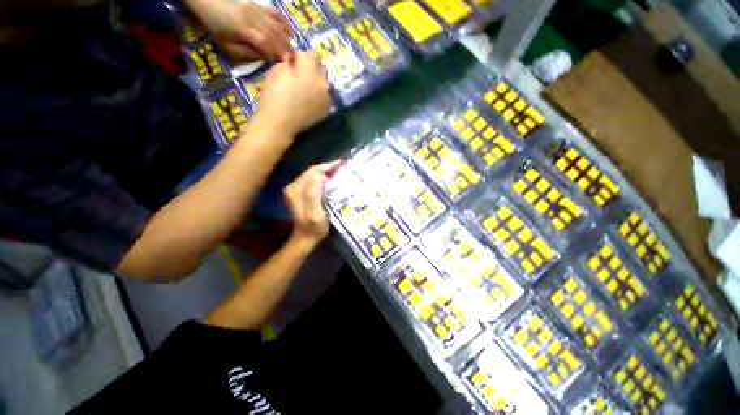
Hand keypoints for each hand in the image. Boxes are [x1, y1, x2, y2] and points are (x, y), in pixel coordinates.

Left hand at [190, 0, 293, 61]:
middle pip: (276, 36)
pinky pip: (277, 14)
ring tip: (293, 53)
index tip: (283, 66)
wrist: (208, 1)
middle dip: (286, 51)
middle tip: (294, 63)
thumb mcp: (227, 46)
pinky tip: (291, 33)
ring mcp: (258, 11)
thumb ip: (246, 53)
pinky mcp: (260, 7)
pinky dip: (286, 24)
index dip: (276, 56)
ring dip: (288, 41)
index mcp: (245, 30)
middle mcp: (255, 19)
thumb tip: (264, 58)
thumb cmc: (216, 27)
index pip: (266, 44)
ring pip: (278, 27)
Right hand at [257, 52, 331, 134]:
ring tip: (306, 89)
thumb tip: (294, 59)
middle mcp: (324, 82)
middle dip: (313, 69)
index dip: (302, 57)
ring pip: (325, 84)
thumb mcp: (277, 70)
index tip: (295, 62)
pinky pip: (326, 97)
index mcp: (311, 70)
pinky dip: (320, 95)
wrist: (281, 122)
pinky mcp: (327, 110)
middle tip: (301, 75)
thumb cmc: (275, 94)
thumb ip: (290, 62)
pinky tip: (310, 100)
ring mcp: (327, 98)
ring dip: (317, 83)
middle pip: (322, 69)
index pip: (312, 55)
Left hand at [284, 160, 342, 246]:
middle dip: (328, 169)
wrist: (305, 237)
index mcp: (296, 190)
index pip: (313, 171)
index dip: (327, 167)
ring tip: (339, 174)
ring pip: (313, 176)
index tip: (341, 165)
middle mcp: (293, 186)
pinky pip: (312, 181)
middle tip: (343, 169)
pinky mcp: (299, 193)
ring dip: (326, 174)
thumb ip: (314, 194)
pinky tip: (332, 182)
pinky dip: (323, 180)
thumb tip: (319, 175)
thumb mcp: (316, 213)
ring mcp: (295, 190)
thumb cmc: (314, 228)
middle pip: (312, 172)